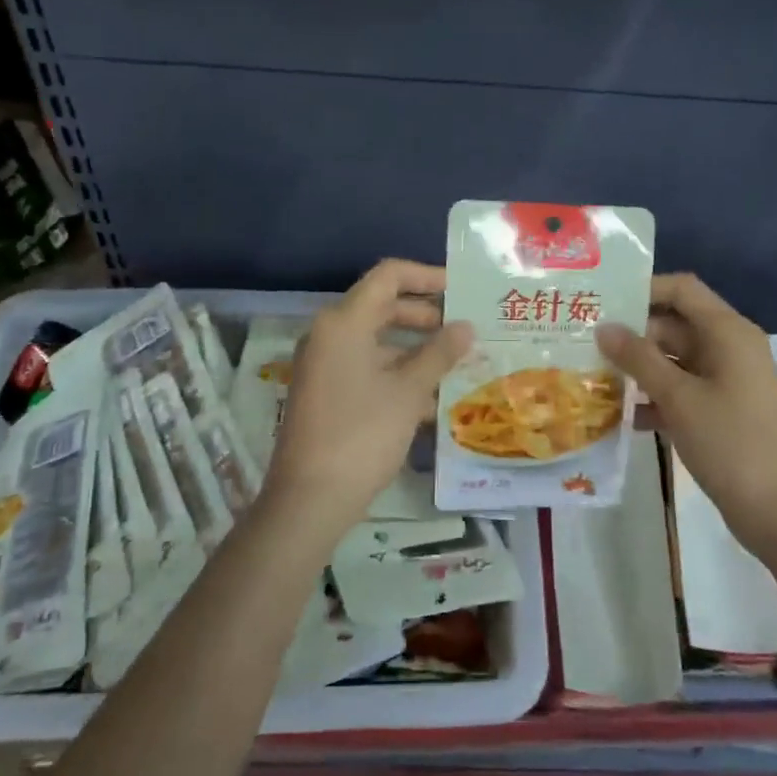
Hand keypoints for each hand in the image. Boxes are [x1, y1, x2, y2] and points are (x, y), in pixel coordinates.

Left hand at [265, 259, 471, 536]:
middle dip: (426, 316)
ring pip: (377, 341)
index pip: (388, 276)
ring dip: (416, 350)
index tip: (461, 289)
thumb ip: (439, 353)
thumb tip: (466, 327)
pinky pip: (366, 368)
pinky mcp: (326, 392)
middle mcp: (329, 334)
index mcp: (344, 322)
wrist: (310, 498)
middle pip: (382, 307)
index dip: (427, 276)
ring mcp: (324, 365)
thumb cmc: (362, 434)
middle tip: (465, 329)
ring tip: (457, 365)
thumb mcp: (408, 392)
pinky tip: (432, 398)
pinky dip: (397, 374)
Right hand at [597, 274, 776, 542]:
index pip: (682, 289)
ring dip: (638, 367)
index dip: (644, 289)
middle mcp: (729, 348)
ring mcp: (726, 381)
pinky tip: (620, 414)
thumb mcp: (678, 397)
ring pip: (674, 360)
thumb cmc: (729, 442)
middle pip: (674, 324)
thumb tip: (603, 327)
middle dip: (632, 333)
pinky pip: (681, 390)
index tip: (602, 302)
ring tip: (592, 375)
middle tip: (585, 342)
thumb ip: (638, 358)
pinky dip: (654, 396)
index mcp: (728, 332)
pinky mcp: (721, 410)